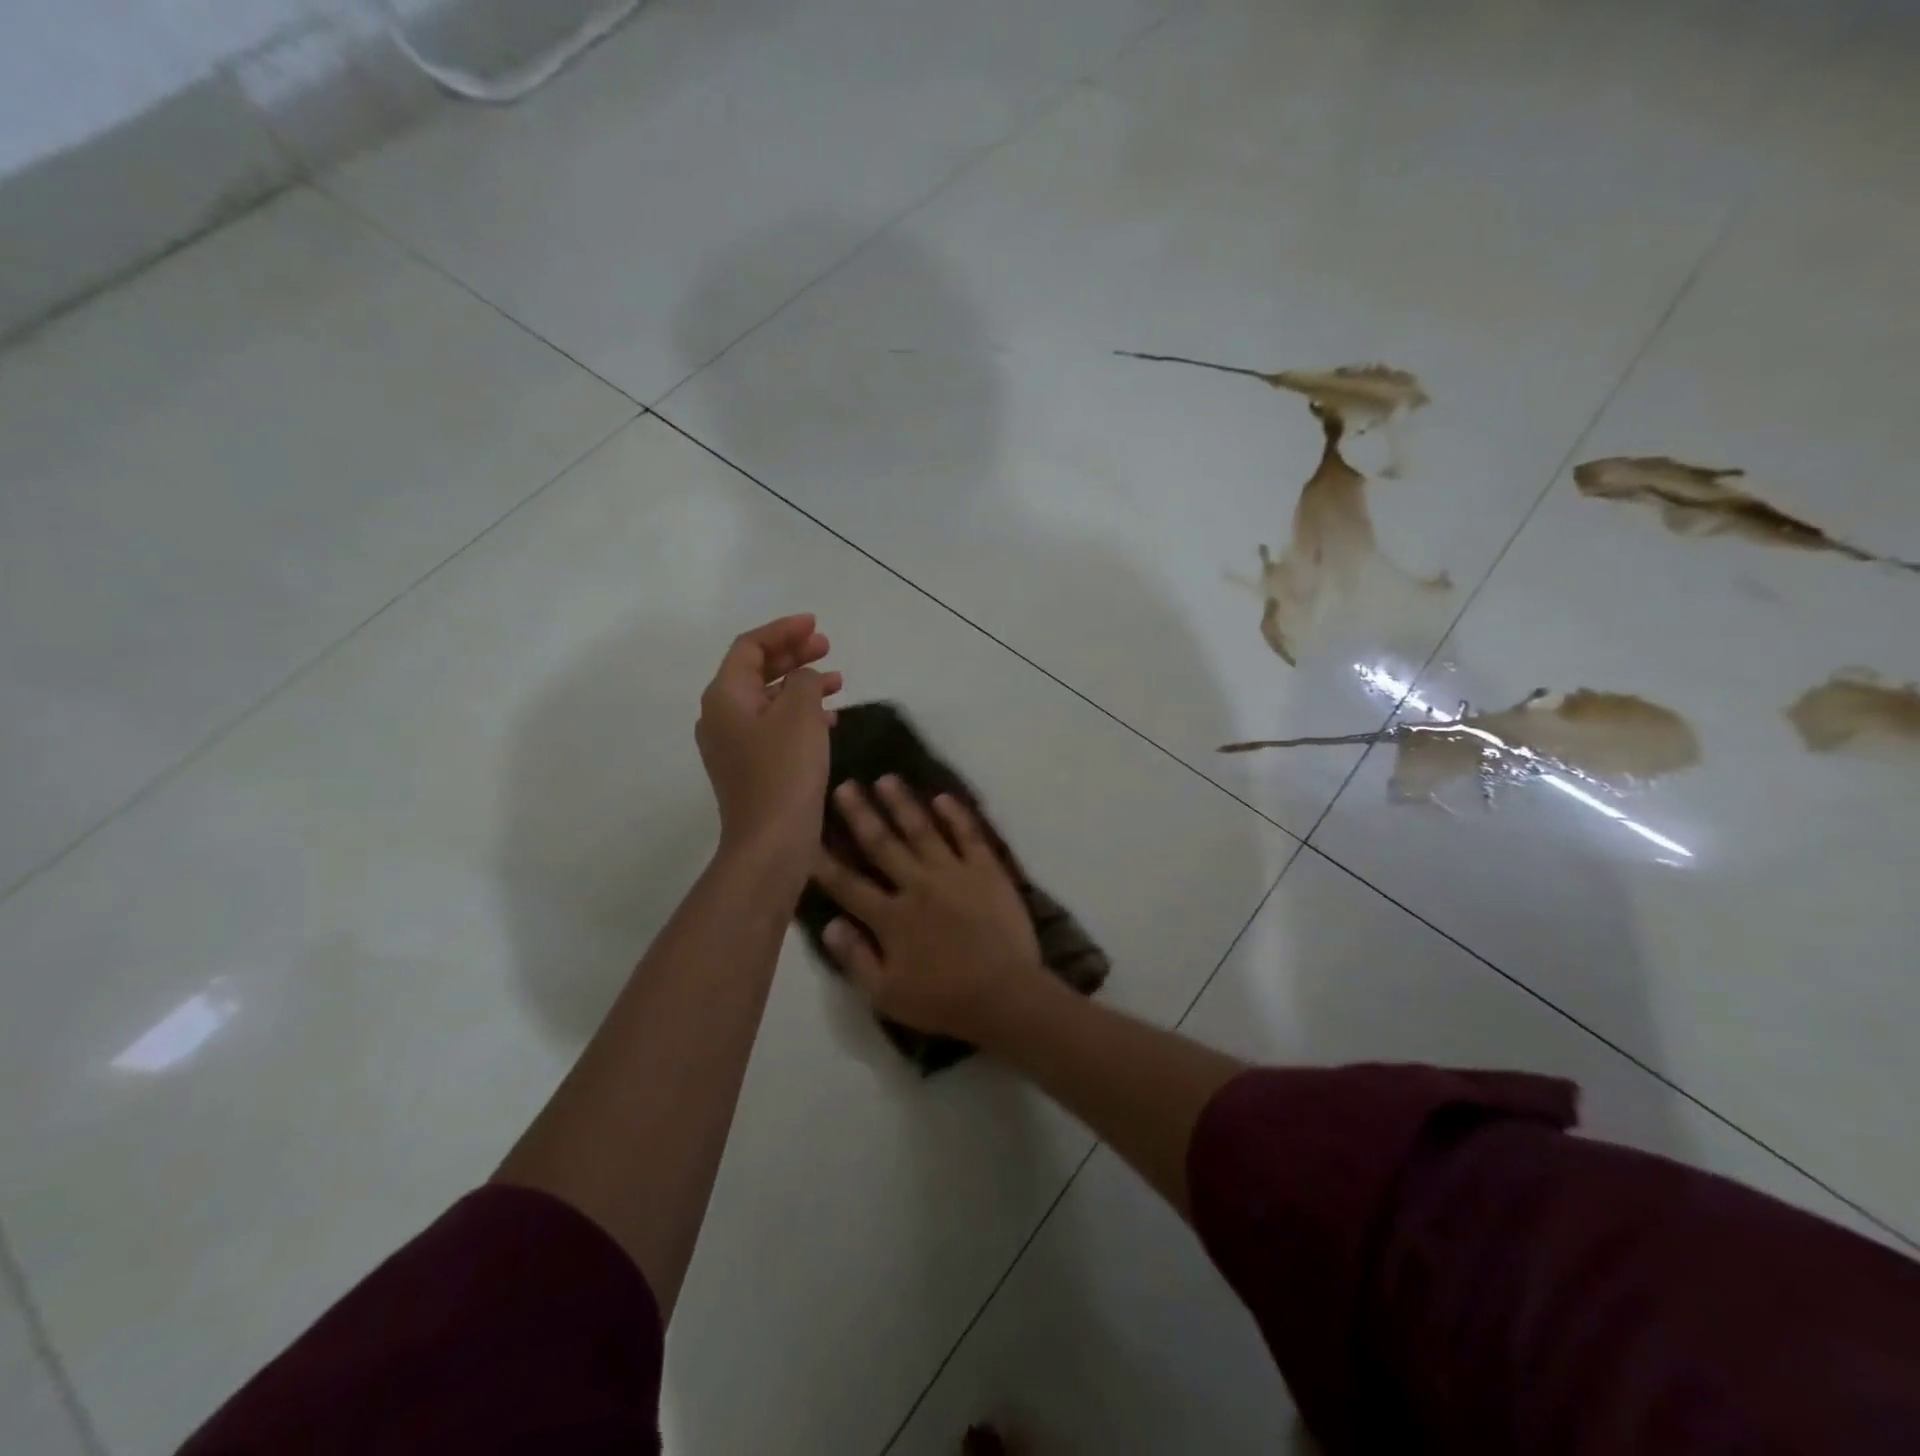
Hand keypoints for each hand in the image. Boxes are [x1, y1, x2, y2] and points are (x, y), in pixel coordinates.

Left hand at [696, 615, 842, 884]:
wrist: (771, 842)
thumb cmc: (784, 771)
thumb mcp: (800, 714)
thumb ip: (804, 681)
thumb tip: (806, 678)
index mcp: (725, 696)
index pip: (749, 647)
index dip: (783, 631)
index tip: (816, 625)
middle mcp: (721, 716)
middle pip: (755, 671)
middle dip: (792, 655)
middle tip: (827, 647)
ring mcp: (732, 745)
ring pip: (768, 699)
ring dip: (800, 685)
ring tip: (837, 680)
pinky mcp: (749, 768)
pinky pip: (773, 726)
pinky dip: (799, 714)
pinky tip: (828, 720)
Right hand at [812, 778, 1048, 1046]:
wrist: (1006, 996)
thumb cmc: (943, 1000)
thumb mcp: (886, 995)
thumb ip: (855, 959)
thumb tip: (829, 924)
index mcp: (891, 917)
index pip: (848, 883)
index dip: (824, 860)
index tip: (806, 835)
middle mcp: (917, 885)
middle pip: (882, 844)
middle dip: (861, 814)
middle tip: (845, 786)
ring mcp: (954, 873)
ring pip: (922, 830)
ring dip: (902, 804)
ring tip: (886, 779)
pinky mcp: (986, 870)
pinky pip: (969, 835)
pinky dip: (956, 815)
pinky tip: (942, 797)